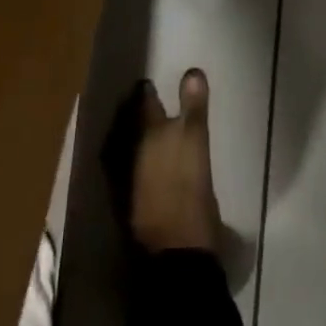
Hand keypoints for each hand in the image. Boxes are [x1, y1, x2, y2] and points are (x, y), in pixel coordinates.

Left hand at [122, 70, 221, 254]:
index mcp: (150, 133)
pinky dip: (134, 161)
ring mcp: (129, 179)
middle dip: (135, 112)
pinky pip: (130, 171)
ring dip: (134, 136)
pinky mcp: (131, 204)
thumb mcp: (197, 142)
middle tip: (146, 101)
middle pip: (131, 124)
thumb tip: (193, 71)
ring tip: (145, 130)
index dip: (146, 91)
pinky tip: (145, 164)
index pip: (145, 102)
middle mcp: (133, 151)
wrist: (177, 254)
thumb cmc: (191, 193)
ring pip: (128, 147)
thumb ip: (193, 106)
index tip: (148, 82)